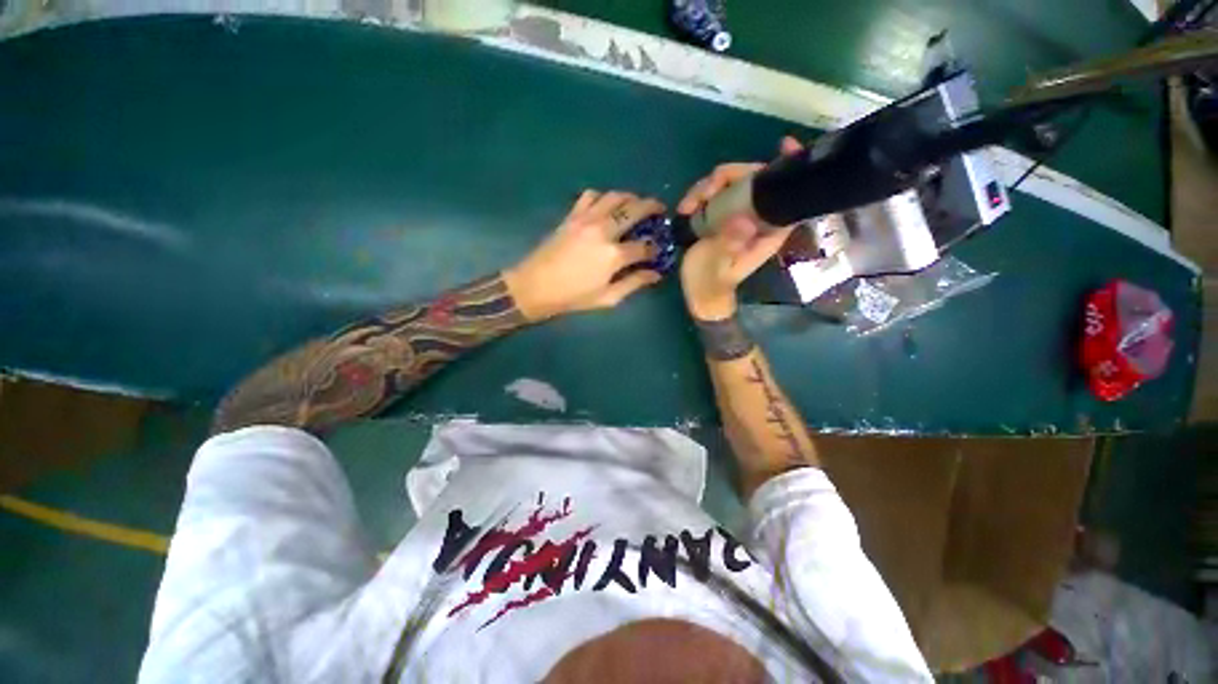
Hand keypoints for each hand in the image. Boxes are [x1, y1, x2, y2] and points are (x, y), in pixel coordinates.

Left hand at [504, 191, 664, 321]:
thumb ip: (634, 283)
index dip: (655, 248)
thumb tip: (655, 274)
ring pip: (615, 196)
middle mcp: (603, 231)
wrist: (535, 287)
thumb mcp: (608, 298)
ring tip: (636, 203)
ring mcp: (586, 219)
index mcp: (614, 255)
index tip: (658, 250)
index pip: (644, 246)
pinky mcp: (571, 216)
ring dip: (630, 197)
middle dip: (652, 207)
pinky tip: (606, 205)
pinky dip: (602, 196)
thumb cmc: (573, 297)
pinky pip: (590, 196)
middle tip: (659, 210)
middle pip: (634, 210)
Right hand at [677, 137, 803, 319]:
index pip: (786, 194)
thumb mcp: (717, 267)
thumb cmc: (711, 283)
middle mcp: (756, 218)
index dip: (788, 168)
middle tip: (704, 192)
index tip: (783, 145)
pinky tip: (684, 208)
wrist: (699, 293)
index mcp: (767, 230)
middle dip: (728, 177)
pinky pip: (713, 195)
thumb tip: (743, 219)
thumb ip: (727, 245)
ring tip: (686, 206)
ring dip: (706, 188)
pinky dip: (699, 196)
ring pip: (730, 184)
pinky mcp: (720, 217)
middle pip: (752, 180)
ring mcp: (736, 215)